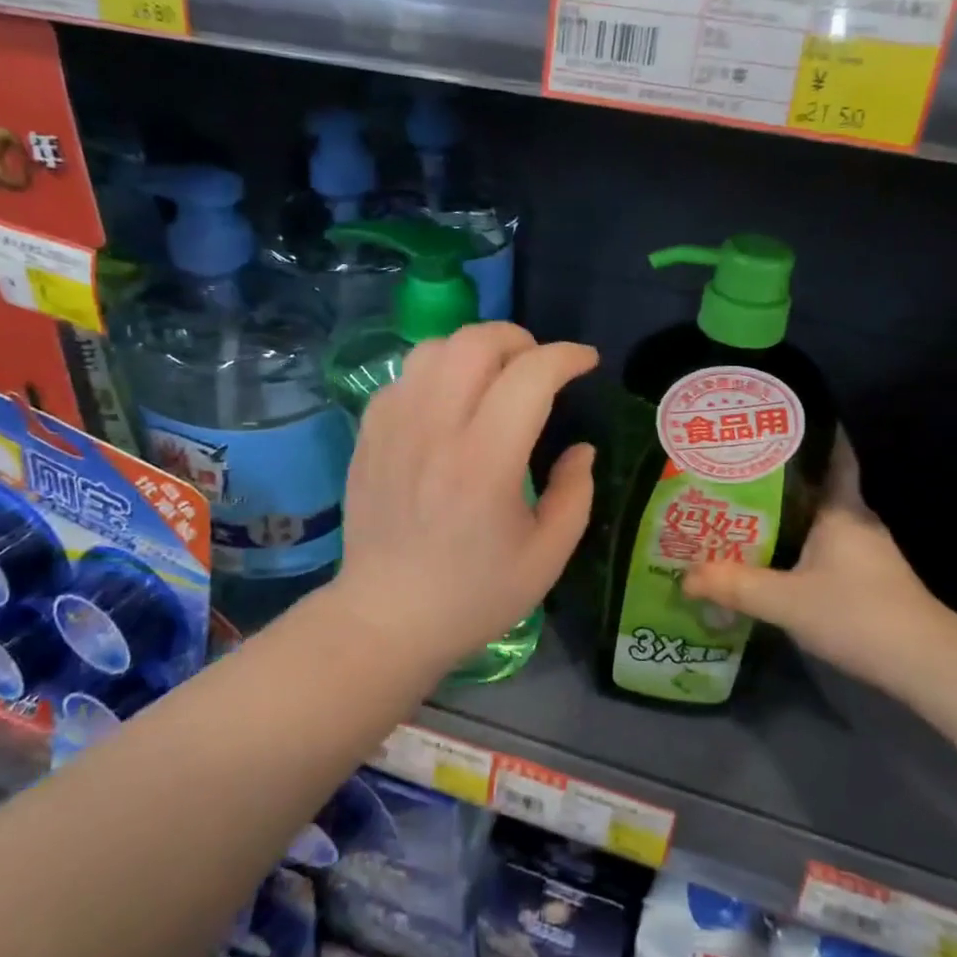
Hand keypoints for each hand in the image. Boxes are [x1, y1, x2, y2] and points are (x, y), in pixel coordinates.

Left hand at [335, 323, 597, 665]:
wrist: (387, 618)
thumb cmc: (474, 594)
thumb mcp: (547, 555)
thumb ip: (576, 492)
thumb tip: (581, 448)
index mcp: (486, 462)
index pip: (530, 375)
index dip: (567, 356)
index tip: (587, 362)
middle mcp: (436, 429)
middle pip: (476, 342)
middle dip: (520, 339)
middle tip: (540, 366)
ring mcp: (395, 427)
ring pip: (435, 348)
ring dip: (476, 349)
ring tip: (496, 376)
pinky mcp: (369, 433)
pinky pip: (406, 375)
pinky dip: (437, 371)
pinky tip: (451, 401)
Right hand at [683, 434, 956, 681]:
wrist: (922, 663)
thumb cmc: (857, 613)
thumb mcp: (786, 601)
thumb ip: (736, 586)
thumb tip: (686, 577)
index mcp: (842, 509)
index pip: (833, 454)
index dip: (811, 432)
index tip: (776, 419)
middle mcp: (854, 520)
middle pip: (815, 485)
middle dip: (778, 475)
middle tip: (733, 467)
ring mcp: (863, 551)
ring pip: (816, 518)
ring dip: (784, 512)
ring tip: (739, 508)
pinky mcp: (864, 578)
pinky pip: (821, 546)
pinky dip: (795, 542)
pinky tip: (769, 554)